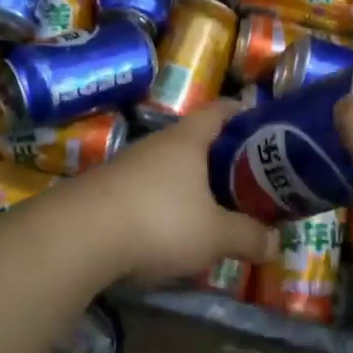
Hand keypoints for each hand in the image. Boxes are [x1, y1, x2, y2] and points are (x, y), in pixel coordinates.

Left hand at [70, 99, 278, 283]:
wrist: (77, 237)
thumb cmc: (158, 222)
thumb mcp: (214, 235)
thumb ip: (248, 236)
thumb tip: (276, 242)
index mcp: (187, 140)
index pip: (221, 110)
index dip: (244, 114)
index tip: (265, 128)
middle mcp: (156, 144)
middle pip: (195, 140)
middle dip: (222, 158)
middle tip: (248, 180)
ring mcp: (127, 166)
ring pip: (169, 167)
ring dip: (191, 184)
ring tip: (214, 210)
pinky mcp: (105, 192)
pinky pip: (146, 190)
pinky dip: (164, 203)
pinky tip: (171, 231)